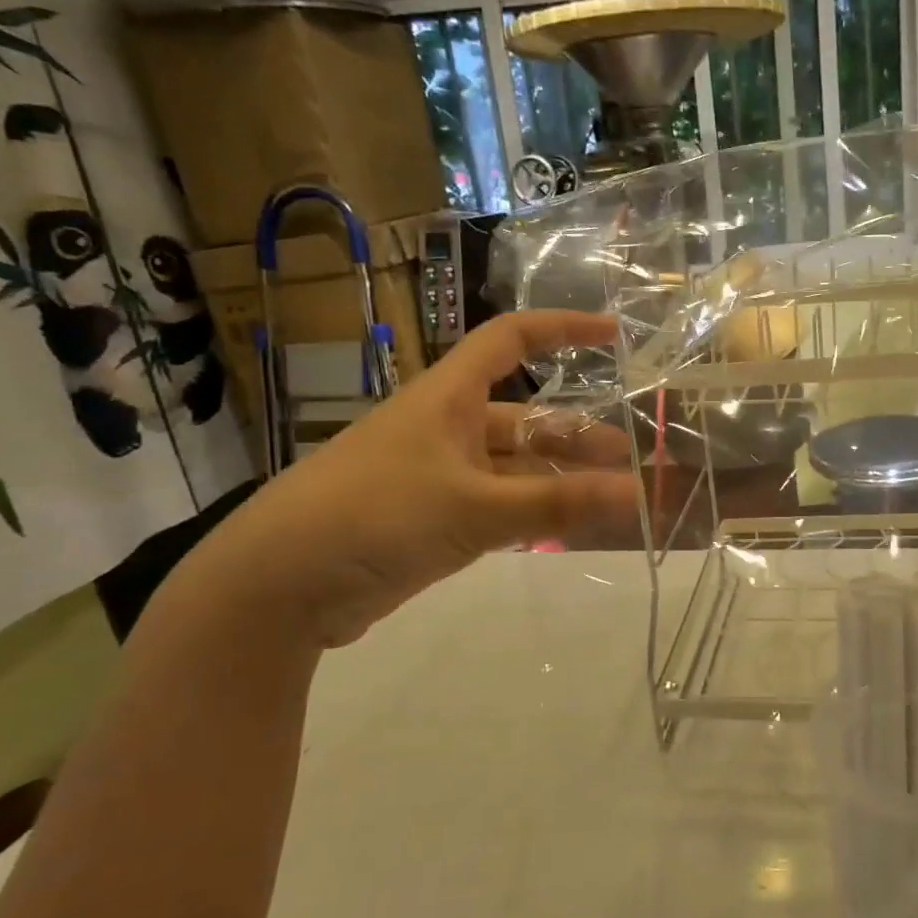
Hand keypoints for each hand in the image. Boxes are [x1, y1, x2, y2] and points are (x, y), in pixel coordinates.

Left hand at [196, 311, 639, 649]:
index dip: (562, 330)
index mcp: (448, 398)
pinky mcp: (431, 521)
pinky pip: (497, 506)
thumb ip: (557, 502)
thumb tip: (639, 492)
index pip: (511, 340)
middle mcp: (446, 428)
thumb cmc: (376, 516)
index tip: (612, 335)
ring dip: (559, 480)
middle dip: (577, 436)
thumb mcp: (474, 507)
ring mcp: (438, 476)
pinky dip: (533, 514)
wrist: (278, 587)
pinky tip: (564, 530)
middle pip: (525, 417)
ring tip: (610, 500)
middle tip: (629, 462)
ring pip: (514, 467)